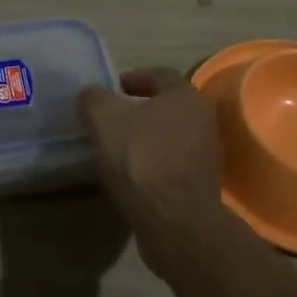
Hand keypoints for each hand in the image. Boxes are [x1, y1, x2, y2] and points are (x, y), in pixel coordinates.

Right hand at [78, 68, 224, 272]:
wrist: (174, 220)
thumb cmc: (141, 157)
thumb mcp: (104, 118)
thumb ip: (94, 99)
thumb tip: (91, 96)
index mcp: (185, 96)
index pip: (159, 75)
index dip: (134, 78)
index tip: (112, 88)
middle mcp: (202, 120)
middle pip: (166, 106)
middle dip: (139, 109)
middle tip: (112, 116)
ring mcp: (205, 155)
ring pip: (169, 136)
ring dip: (145, 137)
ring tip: (116, 146)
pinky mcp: (200, 185)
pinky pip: (171, 163)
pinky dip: (152, 162)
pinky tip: (130, 173)